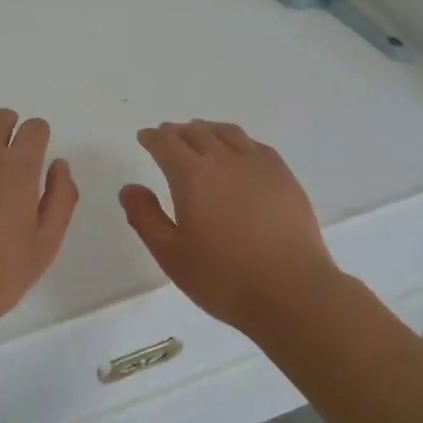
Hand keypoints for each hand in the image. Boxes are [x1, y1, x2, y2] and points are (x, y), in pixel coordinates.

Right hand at [120, 120, 340, 335]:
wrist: (293, 292)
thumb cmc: (224, 278)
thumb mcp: (171, 255)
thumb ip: (145, 217)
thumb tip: (130, 188)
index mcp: (192, 175)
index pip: (166, 143)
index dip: (152, 138)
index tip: (145, 138)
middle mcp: (224, 159)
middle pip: (196, 132)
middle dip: (177, 132)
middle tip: (168, 138)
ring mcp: (258, 165)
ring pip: (227, 133)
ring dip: (207, 130)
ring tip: (200, 137)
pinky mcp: (284, 176)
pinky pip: (254, 145)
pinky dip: (237, 141)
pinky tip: (238, 154)